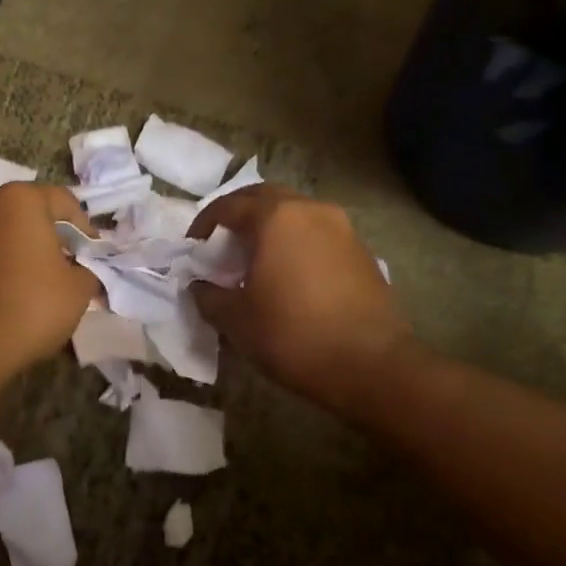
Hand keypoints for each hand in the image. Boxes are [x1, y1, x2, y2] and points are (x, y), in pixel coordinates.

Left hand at [0, 183, 97, 372]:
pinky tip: (12, 294)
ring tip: (41, 284)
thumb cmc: (31, 305)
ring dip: (25, 251)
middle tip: (70, 268)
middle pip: (31, 214)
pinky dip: (2, 266)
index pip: (65, 202)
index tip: (93, 259)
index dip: (86, 230)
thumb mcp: (78, 289)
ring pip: (5, 233)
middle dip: (53, 237)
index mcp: (20, 199)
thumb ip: (88, 271)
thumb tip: (84, 271)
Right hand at [189, 186, 407, 405]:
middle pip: (264, 198)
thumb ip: (208, 295)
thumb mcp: (236, 320)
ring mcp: (341, 228)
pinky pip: (317, 233)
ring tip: (254, 260)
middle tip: (221, 244)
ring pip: (294, 213)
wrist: (373, 367)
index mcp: (275, 217)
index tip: (192, 249)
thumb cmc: (294, 335)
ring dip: (269, 227)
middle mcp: (310, 210)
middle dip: (238, 215)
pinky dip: (295, 242)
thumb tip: (200, 286)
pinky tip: (288, 275)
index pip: (228, 206)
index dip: (203, 225)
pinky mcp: (361, 251)